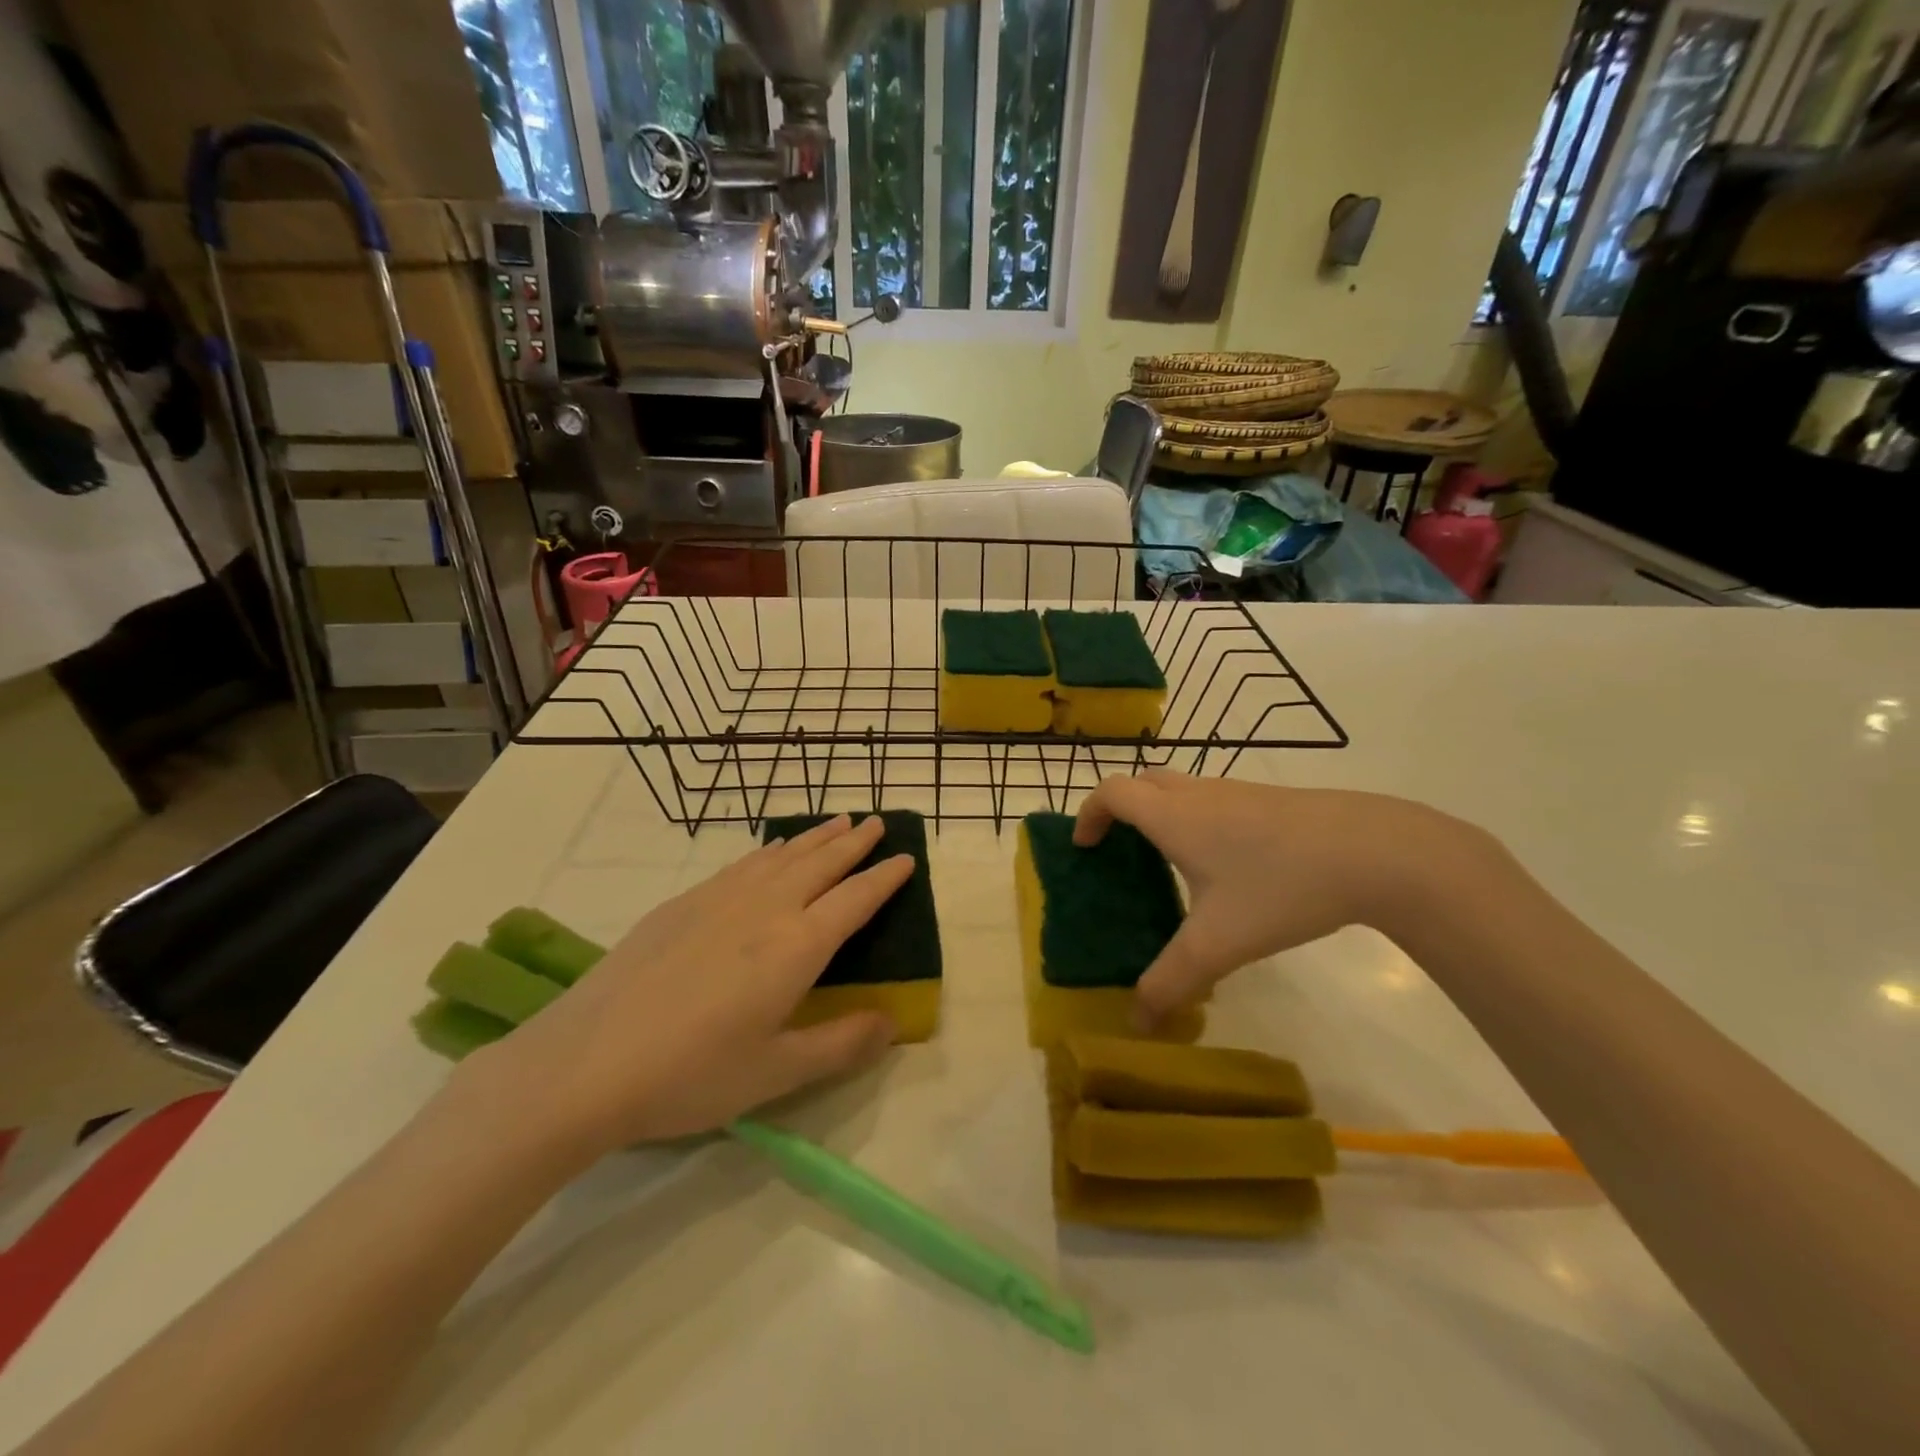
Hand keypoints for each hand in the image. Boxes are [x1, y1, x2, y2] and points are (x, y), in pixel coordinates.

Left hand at [461, 815, 911, 1158]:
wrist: (584, 1062)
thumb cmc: (690, 1073)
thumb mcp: (776, 1073)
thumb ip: (841, 1044)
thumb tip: (893, 1021)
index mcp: (796, 946)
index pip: (854, 900)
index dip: (885, 878)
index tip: (907, 857)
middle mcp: (765, 909)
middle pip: (821, 864)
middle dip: (854, 842)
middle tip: (877, 821)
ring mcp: (719, 900)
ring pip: (782, 856)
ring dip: (815, 838)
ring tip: (837, 822)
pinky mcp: (682, 904)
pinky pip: (743, 864)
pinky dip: (771, 851)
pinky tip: (771, 852)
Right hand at [1073, 772, 1480, 1026]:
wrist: (1375, 850)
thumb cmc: (1281, 887)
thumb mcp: (1218, 943)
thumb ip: (1171, 982)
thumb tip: (1136, 1021)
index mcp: (1173, 816)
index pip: (1112, 792)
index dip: (1089, 814)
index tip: (1085, 847)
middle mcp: (1198, 794)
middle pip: (1142, 783)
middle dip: (1121, 810)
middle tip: (1120, 852)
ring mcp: (1237, 791)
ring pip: (1181, 789)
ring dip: (1160, 814)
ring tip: (1169, 865)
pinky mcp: (1269, 800)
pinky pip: (1213, 800)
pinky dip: (1196, 820)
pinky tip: (1227, 868)